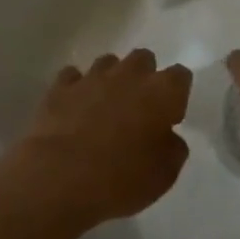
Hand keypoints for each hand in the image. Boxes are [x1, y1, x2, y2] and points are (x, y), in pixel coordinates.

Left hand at [2, 50, 192, 226]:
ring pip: (108, 63)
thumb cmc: (121, 179)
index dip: (177, 94)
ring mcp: (92, 77)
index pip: (181, 76)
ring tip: (105, 106)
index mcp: (163, 92)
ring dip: (111, 79)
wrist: (59, 179)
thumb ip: (173, 148)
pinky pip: (73, 76)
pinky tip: (74, 108)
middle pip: (144, 59)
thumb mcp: (165, 174)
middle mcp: (130, 75)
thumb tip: (168, 136)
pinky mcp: (60, 88)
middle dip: (144, 77)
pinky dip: (77, 88)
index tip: (171, 116)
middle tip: (139, 108)